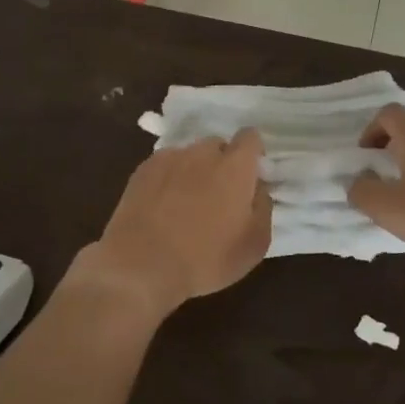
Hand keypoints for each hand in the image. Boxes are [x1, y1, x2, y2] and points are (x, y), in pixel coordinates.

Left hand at [80, 130, 271, 317]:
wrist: (142, 265)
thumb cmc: (206, 259)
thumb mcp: (254, 244)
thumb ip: (262, 207)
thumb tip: (258, 187)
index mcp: (234, 167)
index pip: (251, 138)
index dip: (253, 153)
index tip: (251, 177)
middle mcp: (202, 153)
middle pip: (218, 146)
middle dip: (222, 164)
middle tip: (219, 196)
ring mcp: (168, 158)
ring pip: (189, 155)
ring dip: (194, 170)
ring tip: (187, 202)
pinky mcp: (142, 170)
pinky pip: (165, 165)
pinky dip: (169, 178)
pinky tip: (163, 205)